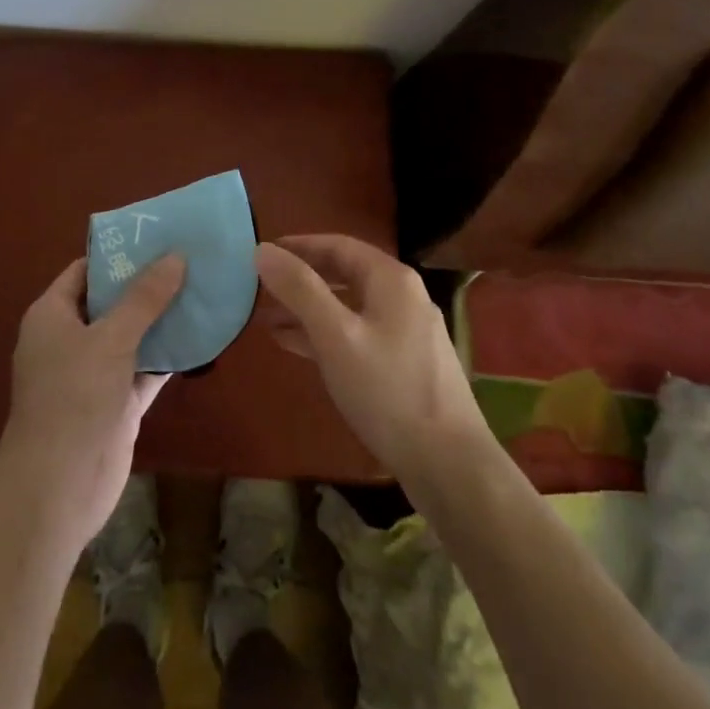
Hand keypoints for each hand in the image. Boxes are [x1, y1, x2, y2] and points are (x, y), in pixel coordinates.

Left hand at [0, 253, 184, 547]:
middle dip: (147, 285)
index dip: (119, 255)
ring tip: (202, 290)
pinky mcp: (115, 403)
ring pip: (132, 336)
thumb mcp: (111, 338)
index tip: (158, 238)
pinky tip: (201, 337)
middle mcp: (70, 340)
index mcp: (53, 315)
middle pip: (111, 302)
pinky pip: (144, 369)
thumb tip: (175, 256)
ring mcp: (93, 374)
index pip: (85, 271)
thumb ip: (144, 298)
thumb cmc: (74, 397)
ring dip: (162, 320)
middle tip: (189, 260)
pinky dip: (168, 356)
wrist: (59, 487)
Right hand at [256, 235, 487, 479]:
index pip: (337, 245)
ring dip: (309, 310)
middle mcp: (403, 296)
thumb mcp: (335, 335)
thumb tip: (262, 250)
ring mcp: (407, 332)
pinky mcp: (405, 363)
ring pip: (349, 307)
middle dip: (301, 280)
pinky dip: (326, 335)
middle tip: (260, 287)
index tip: (263, 252)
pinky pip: (357, 335)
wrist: (449, 463)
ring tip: (267, 319)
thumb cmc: (387, 390)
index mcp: (391, 279)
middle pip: (344, 274)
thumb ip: (299, 289)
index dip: (298, 246)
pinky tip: (297, 347)